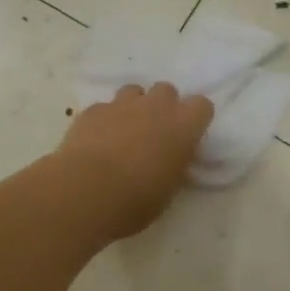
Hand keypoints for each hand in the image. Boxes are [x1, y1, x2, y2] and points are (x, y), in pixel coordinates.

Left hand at [58, 83, 213, 238]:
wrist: (87, 191)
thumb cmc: (136, 200)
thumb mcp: (168, 190)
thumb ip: (173, 166)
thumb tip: (168, 160)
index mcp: (183, 127)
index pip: (202, 106)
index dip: (194, 118)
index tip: (187, 135)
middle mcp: (156, 107)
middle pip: (166, 90)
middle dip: (162, 106)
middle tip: (154, 132)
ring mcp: (122, 104)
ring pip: (133, 91)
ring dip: (133, 108)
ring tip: (123, 133)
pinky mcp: (93, 110)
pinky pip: (104, 107)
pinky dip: (103, 120)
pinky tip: (95, 141)